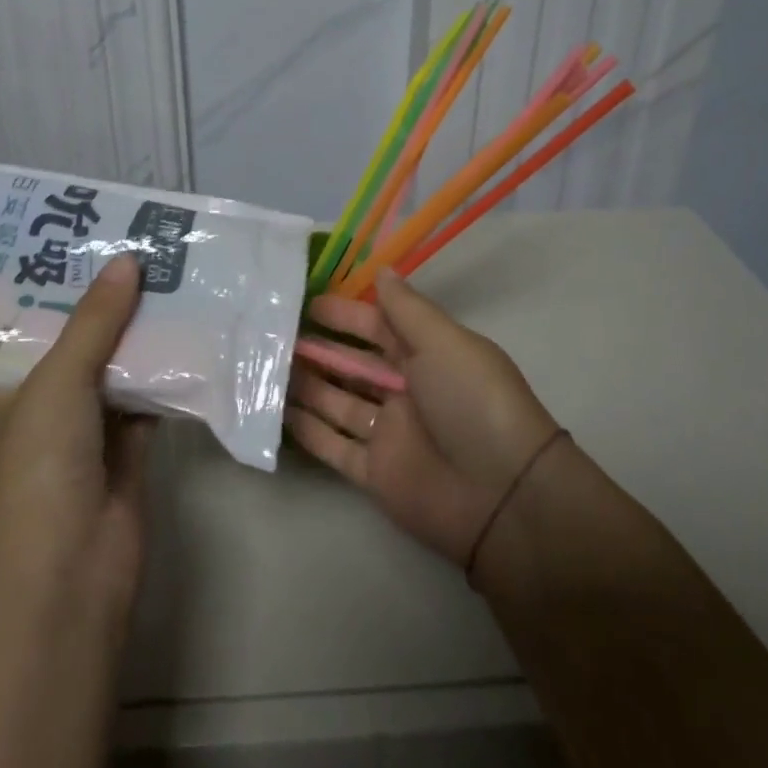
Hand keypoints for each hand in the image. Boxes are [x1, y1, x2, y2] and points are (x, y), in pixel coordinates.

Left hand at [0, 253, 152, 626]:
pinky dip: (170, 373)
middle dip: (115, 304)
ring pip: (121, 369)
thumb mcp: (58, 380)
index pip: (38, 325)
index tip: (99, 241)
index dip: (66, 285)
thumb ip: (94, 321)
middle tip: (150, 251)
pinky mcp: (130, 450)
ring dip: (147, 336)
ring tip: (178, 279)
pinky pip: (151, 399)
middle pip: (86, 342)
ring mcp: (90, 430)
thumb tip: (127, 260)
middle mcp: (48, 405)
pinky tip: (196, 334)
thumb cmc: (42, 466)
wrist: (69, 570)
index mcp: (11, 388)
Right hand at [288, 268, 560, 567]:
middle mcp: (406, 392)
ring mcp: (389, 433)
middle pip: (353, 365)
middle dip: (318, 349)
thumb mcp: (444, 343)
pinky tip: (274, 412)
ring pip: (337, 402)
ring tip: (264, 366)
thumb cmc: (473, 403)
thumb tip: (381, 270)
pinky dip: (307, 430)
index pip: (377, 327)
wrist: (502, 497)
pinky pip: (333, 446)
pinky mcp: (374, 473)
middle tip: (273, 334)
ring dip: (306, 385)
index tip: (305, 301)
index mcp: (427, 356)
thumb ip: (406, 309)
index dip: (344, 315)